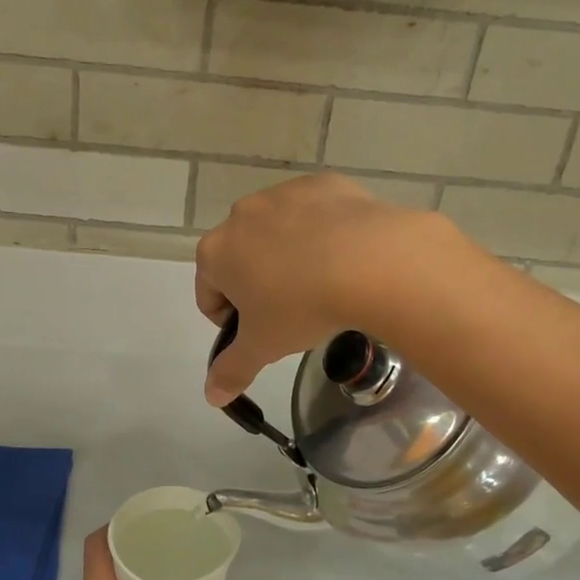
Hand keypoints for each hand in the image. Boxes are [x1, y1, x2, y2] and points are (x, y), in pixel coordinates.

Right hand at [193, 173, 456, 404]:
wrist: (370, 261)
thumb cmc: (302, 306)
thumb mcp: (264, 346)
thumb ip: (233, 370)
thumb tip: (211, 396)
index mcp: (216, 252)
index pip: (208, 292)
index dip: (230, 320)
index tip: (261, 333)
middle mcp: (241, 215)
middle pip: (241, 257)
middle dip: (259, 283)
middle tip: (293, 311)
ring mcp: (282, 194)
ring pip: (277, 232)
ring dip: (289, 255)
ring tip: (324, 282)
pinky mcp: (323, 184)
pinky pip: (315, 212)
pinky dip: (323, 231)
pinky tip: (346, 255)